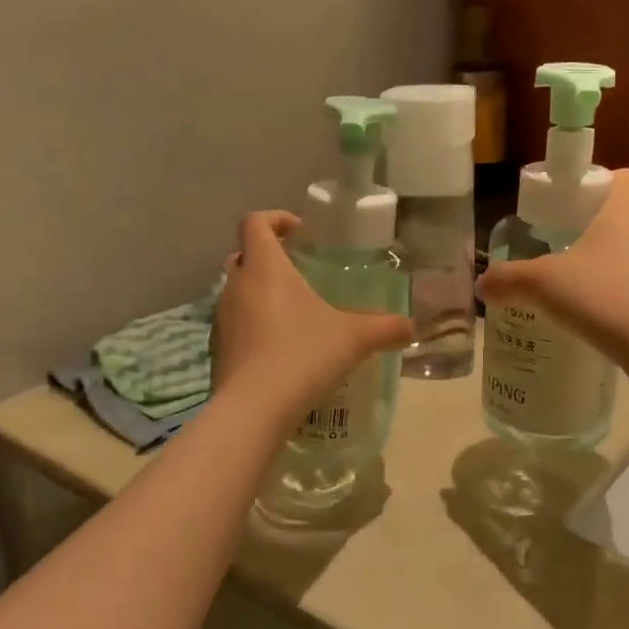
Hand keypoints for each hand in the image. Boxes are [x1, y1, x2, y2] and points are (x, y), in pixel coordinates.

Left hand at [212, 211, 412, 414]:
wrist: (255, 409)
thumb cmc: (304, 355)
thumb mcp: (355, 338)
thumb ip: (386, 328)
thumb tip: (411, 327)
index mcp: (266, 268)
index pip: (255, 223)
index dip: (276, 219)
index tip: (300, 233)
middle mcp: (236, 286)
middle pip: (243, 256)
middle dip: (267, 258)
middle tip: (299, 274)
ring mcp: (221, 319)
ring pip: (236, 293)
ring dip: (259, 295)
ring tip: (293, 316)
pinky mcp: (217, 350)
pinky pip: (234, 326)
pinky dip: (253, 328)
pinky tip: (279, 351)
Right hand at [477, 169, 628, 360]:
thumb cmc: (600, 295)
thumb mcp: (541, 284)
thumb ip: (509, 280)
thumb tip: (482, 284)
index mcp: (624, 213)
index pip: (627, 178)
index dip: (606, 182)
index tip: (581, 202)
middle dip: (604, 230)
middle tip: (573, 249)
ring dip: (619, 264)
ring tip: (589, 288)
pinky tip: (608, 316)